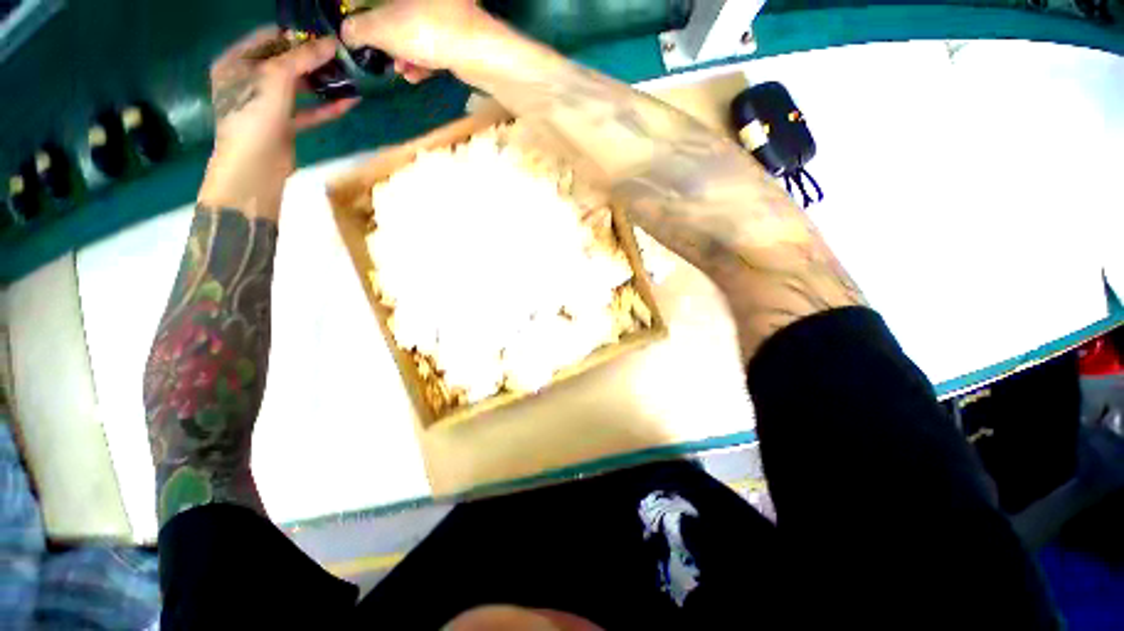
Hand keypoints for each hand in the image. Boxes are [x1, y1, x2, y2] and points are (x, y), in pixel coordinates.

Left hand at [199, 28, 359, 215]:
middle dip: (313, 60)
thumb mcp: (277, 76)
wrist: (255, 163)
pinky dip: (325, 107)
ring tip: (348, 78)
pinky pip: (307, 111)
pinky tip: (349, 102)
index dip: (296, 35)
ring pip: (298, 87)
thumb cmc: (255, 112)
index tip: (324, 35)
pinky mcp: (283, 124)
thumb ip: (303, 57)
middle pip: (285, 62)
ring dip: (322, 83)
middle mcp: (248, 79)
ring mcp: (266, 103)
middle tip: (341, 57)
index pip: (268, 37)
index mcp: (235, 61)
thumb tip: (331, 42)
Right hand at [341, 0, 501, 83]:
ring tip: (402, 72)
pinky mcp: (458, 36)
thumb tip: (348, 33)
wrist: (478, 53)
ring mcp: (445, 14)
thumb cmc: (426, 31)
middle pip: (395, 14)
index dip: (361, 14)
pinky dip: (423, 61)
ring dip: (404, 55)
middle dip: (386, 39)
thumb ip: (359, 29)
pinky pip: (433, 45)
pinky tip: (416, 76)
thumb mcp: (383, 28)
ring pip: (415, 32)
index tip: (355, 34)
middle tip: (380, 56)